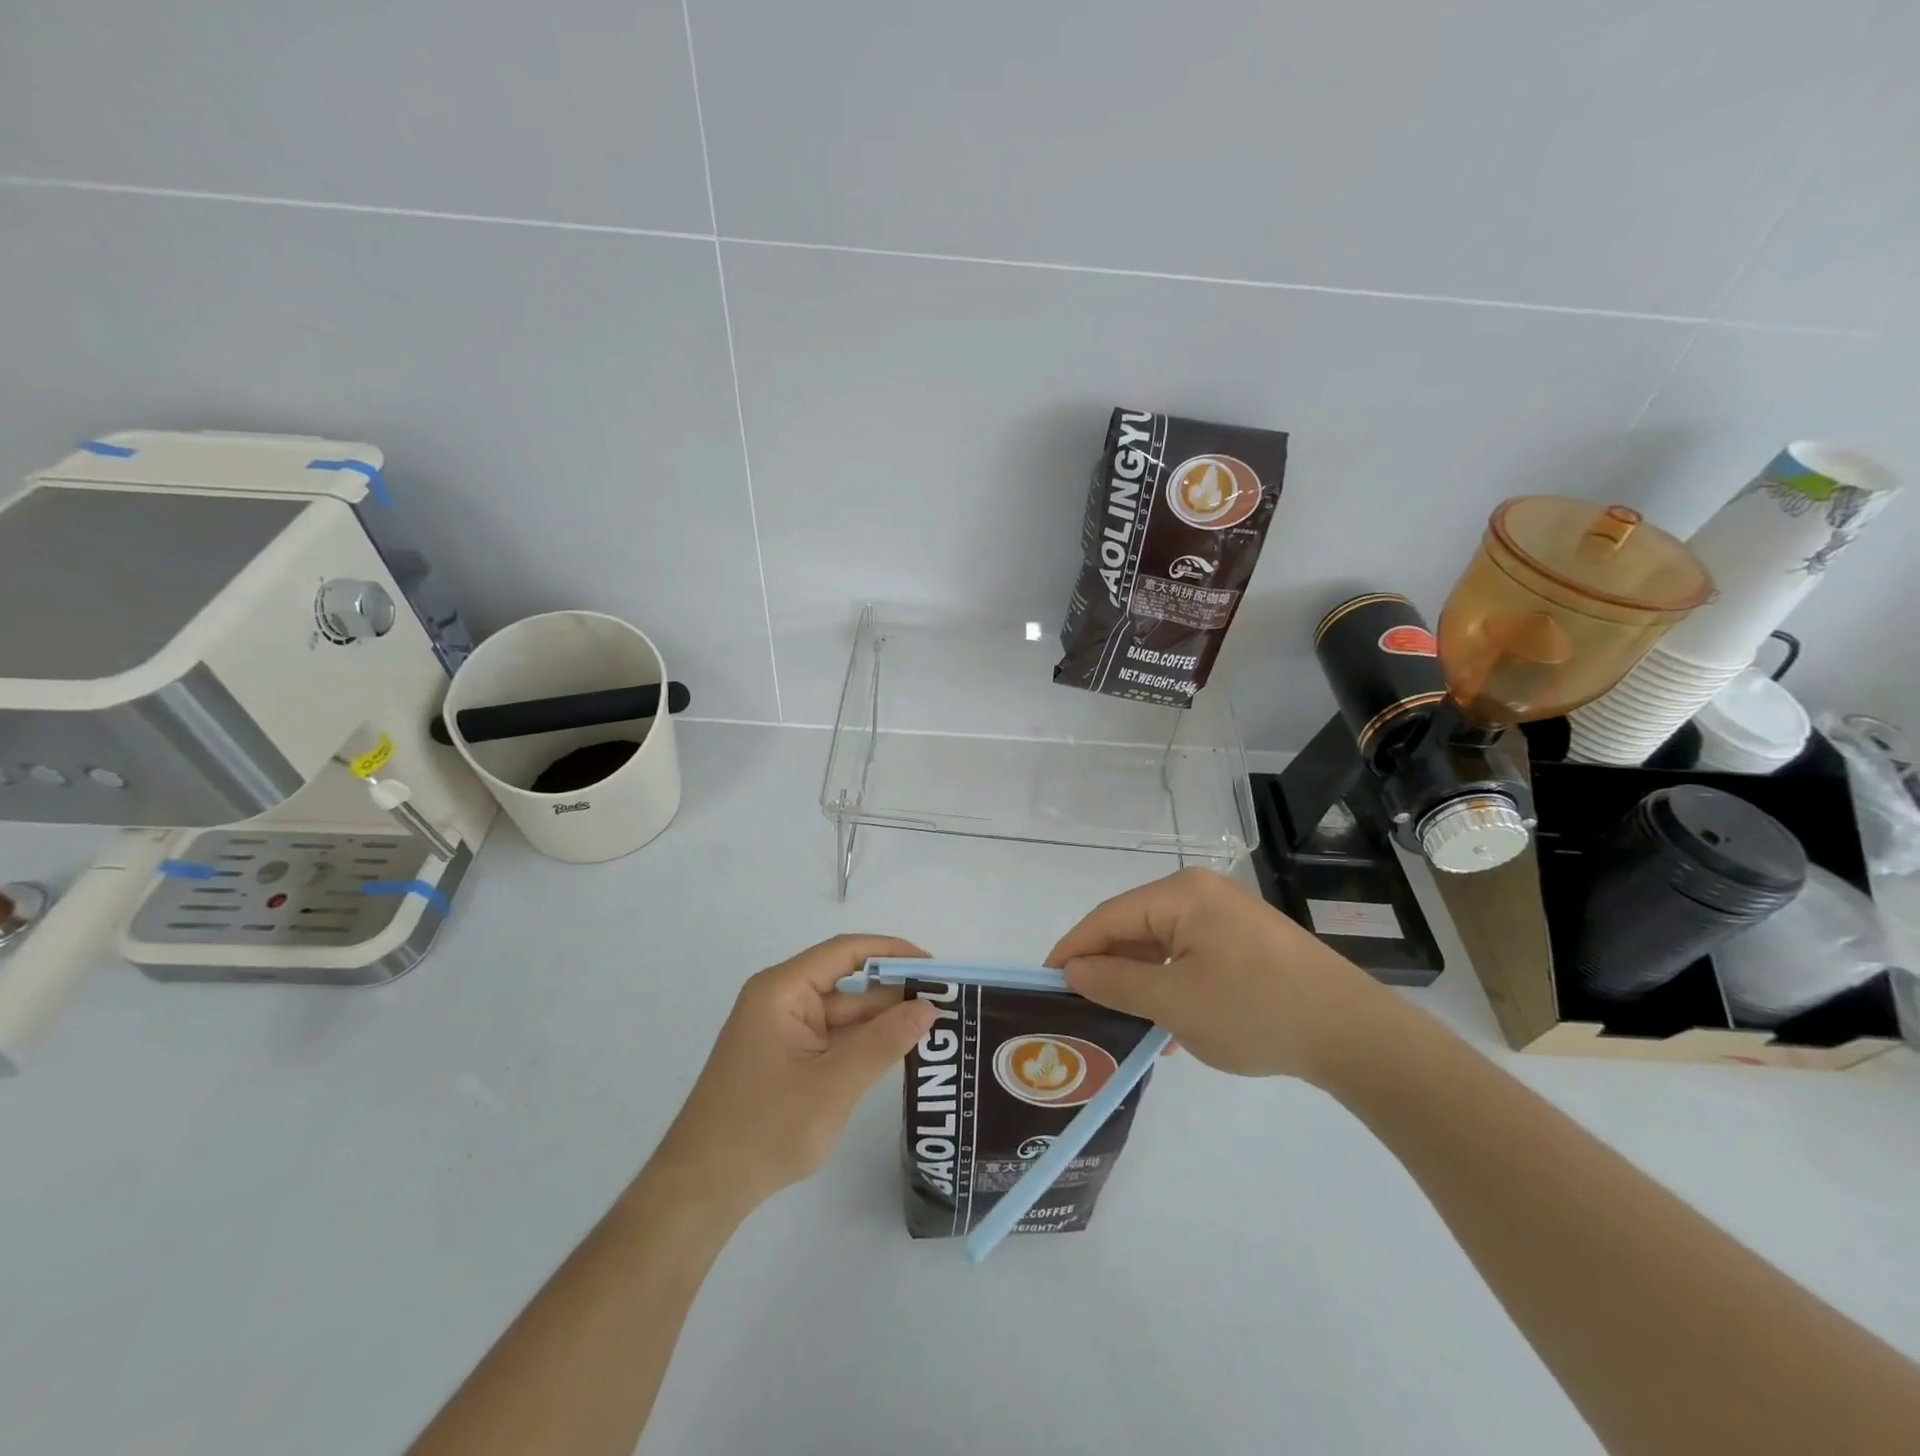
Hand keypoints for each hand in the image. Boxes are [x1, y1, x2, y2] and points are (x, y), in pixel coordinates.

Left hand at [648, 935, 936, 1219]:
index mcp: (782, 990)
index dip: (892, 952)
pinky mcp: (786, 1059)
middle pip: (848, 983)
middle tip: (946, 1002)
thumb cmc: (763, 1129)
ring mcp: (783, 1031)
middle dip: (894, 991)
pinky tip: (899, 1050)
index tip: (934, 966)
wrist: (701, 1192)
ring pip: (843, 1014)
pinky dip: (864, 1043)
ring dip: (883, 1020)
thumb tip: (929, 1007)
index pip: (846, 952)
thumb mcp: (832, 1085)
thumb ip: (883, 1043)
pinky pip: (833, 1039)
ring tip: (934, 1025)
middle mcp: (782, 1000)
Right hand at [1046, 867, 1389, 1083]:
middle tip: (1078, 1007)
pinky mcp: (1246, 943)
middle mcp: (1201, 894)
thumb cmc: (1255, 1010)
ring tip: (1119, 1022)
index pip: (1107, 917)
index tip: (1044, 982)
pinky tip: (1166, 1028)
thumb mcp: (1174, 1002)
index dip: (1072, 949)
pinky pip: (1190, 958)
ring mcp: (1227, 918)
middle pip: (1134, 928)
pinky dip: (1170, 986)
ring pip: (1162, 946)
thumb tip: (1073, 970)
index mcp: (1181, 894)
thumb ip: (1116, 982)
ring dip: (1139, 983)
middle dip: (1106, 968)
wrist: (1354, 1035)